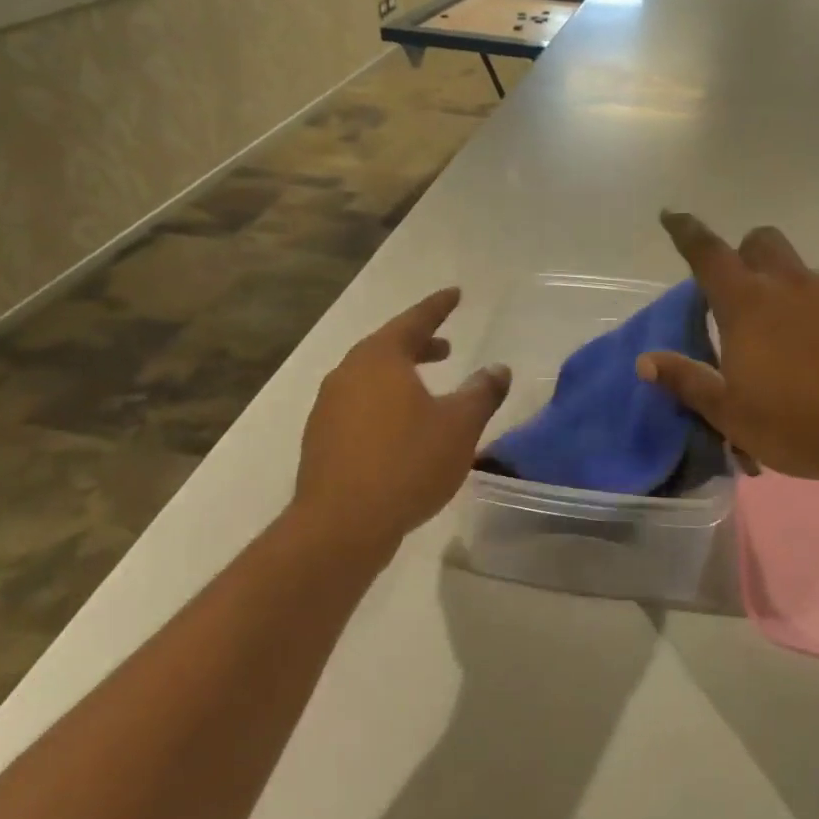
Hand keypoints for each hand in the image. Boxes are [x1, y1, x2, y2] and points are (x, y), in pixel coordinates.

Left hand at [295, 288, 509, 558]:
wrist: (341, 525)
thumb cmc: (406, 463)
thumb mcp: (459, 426)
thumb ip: (481, 393)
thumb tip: (498, 369)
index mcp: (380, 358)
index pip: (415, 320)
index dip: (438, 306)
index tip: (456, 294)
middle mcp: (348, 373)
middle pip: (388, 347)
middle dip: (420, 344)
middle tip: (446, 347)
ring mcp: (328, 406)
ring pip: (371, 378)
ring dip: (401, 375)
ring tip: (427, 389)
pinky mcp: (321, 439)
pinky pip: (359, 406)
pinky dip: (384, 403)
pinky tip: (401, 429)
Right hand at [638, 212, 818, 503]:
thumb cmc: (801, 427)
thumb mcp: (731, 415)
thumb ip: (687, 381)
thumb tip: (645, 360)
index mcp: (748, 306)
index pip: (707, 253)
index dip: (686, 231)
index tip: (673, 216)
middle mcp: (793, 284)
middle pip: (763, 241)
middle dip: (750, 254)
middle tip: (750, 295)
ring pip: (810, 276)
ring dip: (800, 298)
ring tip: (811, 350)